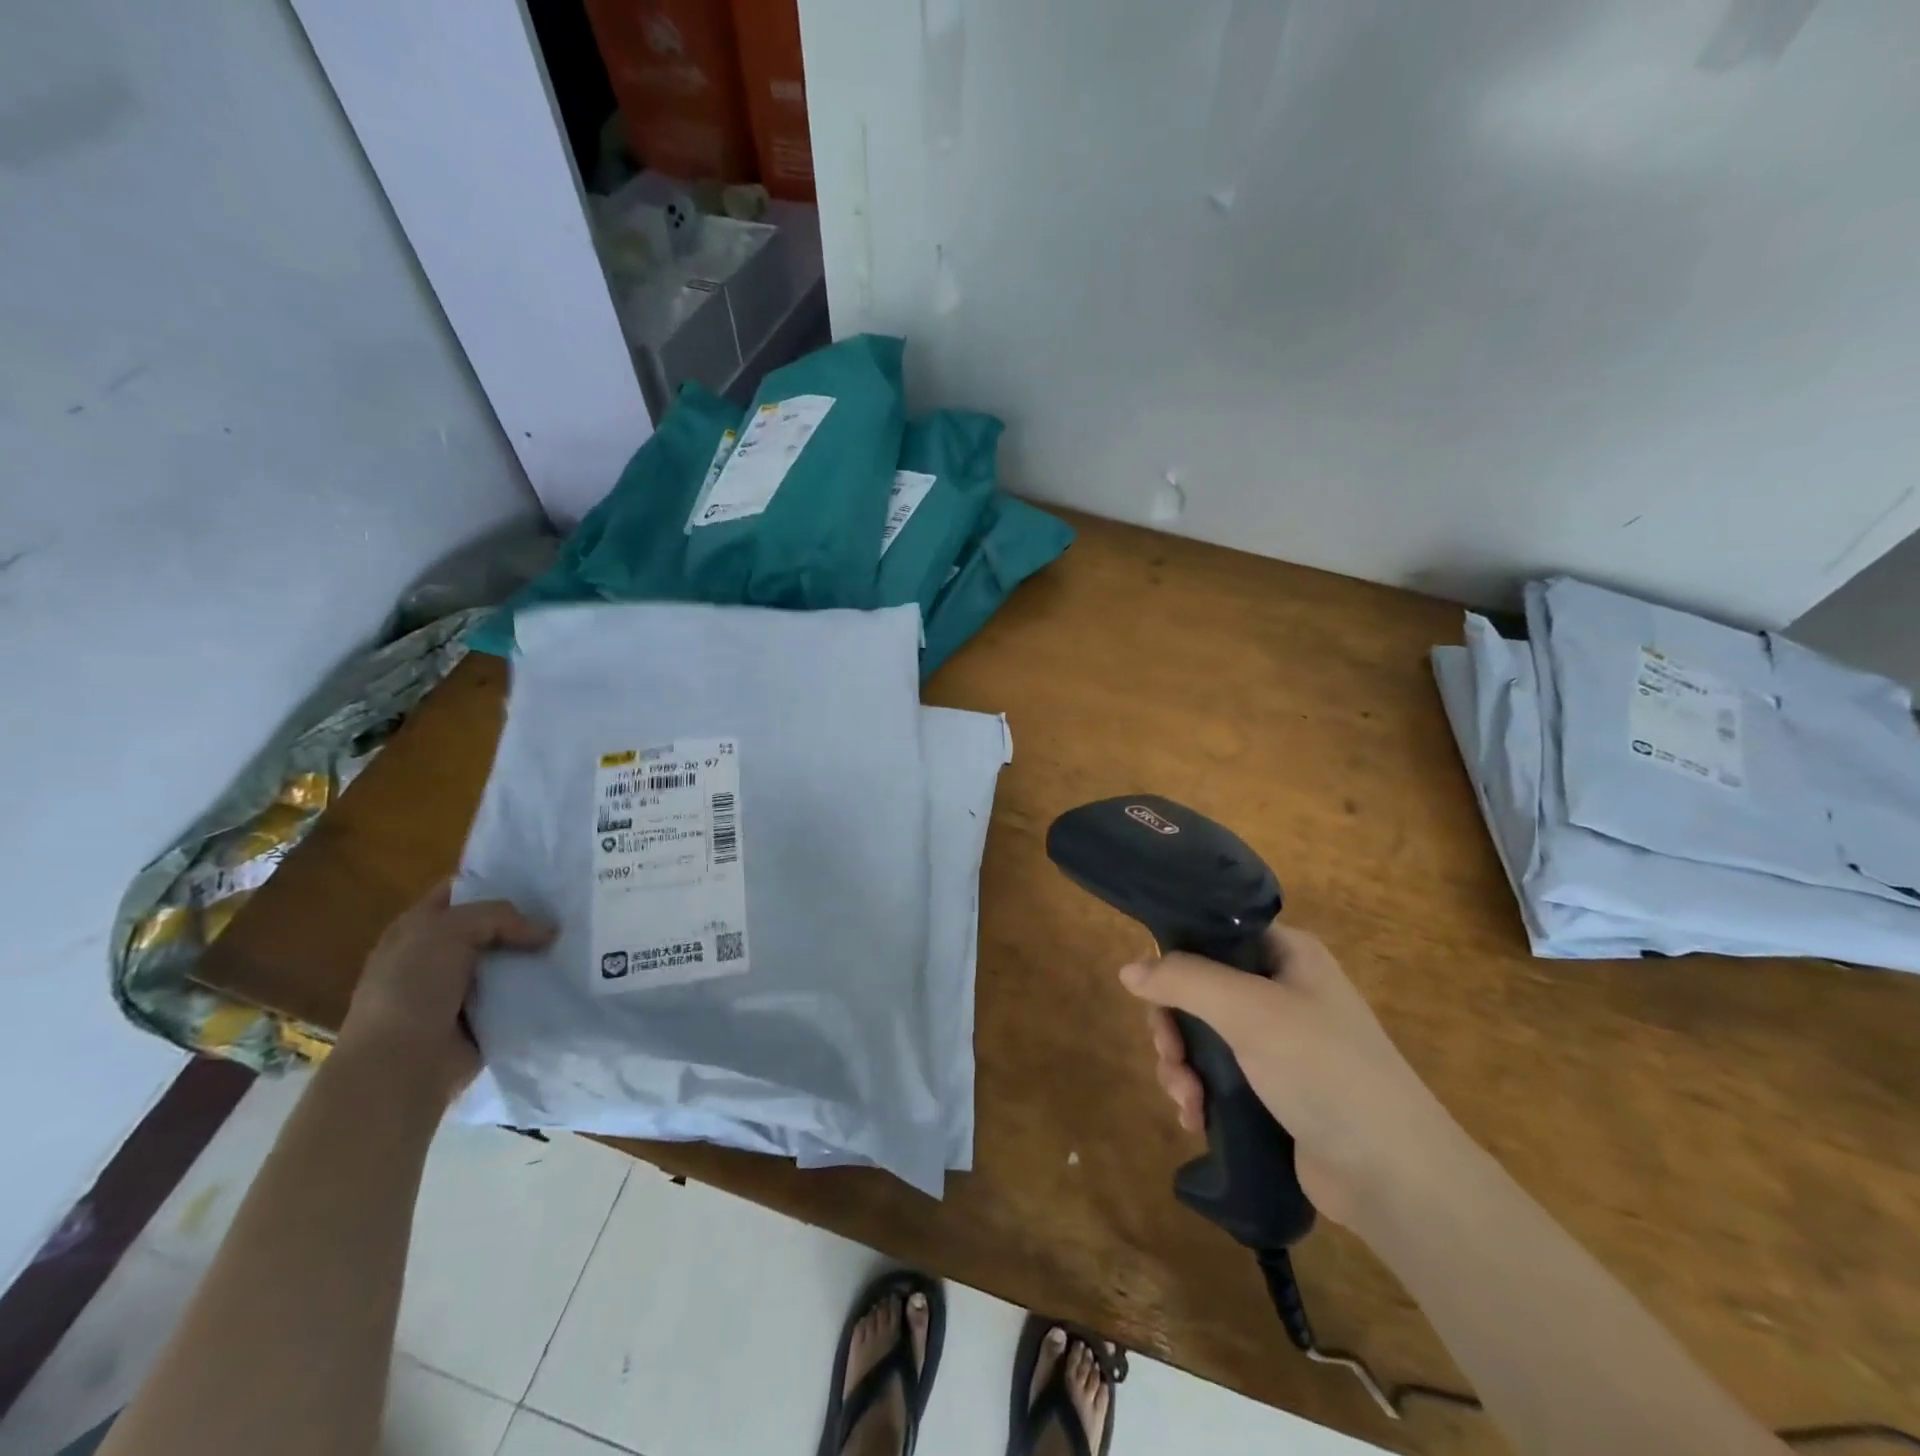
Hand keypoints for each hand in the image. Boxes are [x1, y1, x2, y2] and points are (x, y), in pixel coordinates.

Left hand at [337, 883, 553, 1100]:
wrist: (400, 1065)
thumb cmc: (411, 989)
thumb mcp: (449, 931)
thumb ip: (499, 917)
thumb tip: (547, 931)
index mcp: (418, 928)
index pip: (463, 889)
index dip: (497, 878)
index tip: (543, 875)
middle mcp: (440, 954)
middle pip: (494, 924)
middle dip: (529, 916)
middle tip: (573, 906)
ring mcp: (463, 987)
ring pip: (511, 958)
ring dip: (539, 953)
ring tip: (583, 937)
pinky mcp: (485, 1016)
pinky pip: (520, 992)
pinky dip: (540, 985)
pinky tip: (573, 972)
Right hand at [1120, 924, 1455, 1227]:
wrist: (1394, 1176)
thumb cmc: (1323, 1069)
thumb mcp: (1247, 1010)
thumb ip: (1183, 980)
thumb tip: (1127, 969)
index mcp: (1286, 954)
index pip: (1214, 935)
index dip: (1176, 957)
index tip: (1151, 989)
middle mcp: (1281, 990)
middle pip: (1198, 990)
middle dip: (1174, 1027)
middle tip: (1170, 1055)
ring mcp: (1278, 1043)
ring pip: (1202, 1037)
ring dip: (1181, 1066)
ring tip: (1186, 1100)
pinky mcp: (1273, 1091)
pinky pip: (1217, 1077)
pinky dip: (1199, 1093)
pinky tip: (1196, 1119)